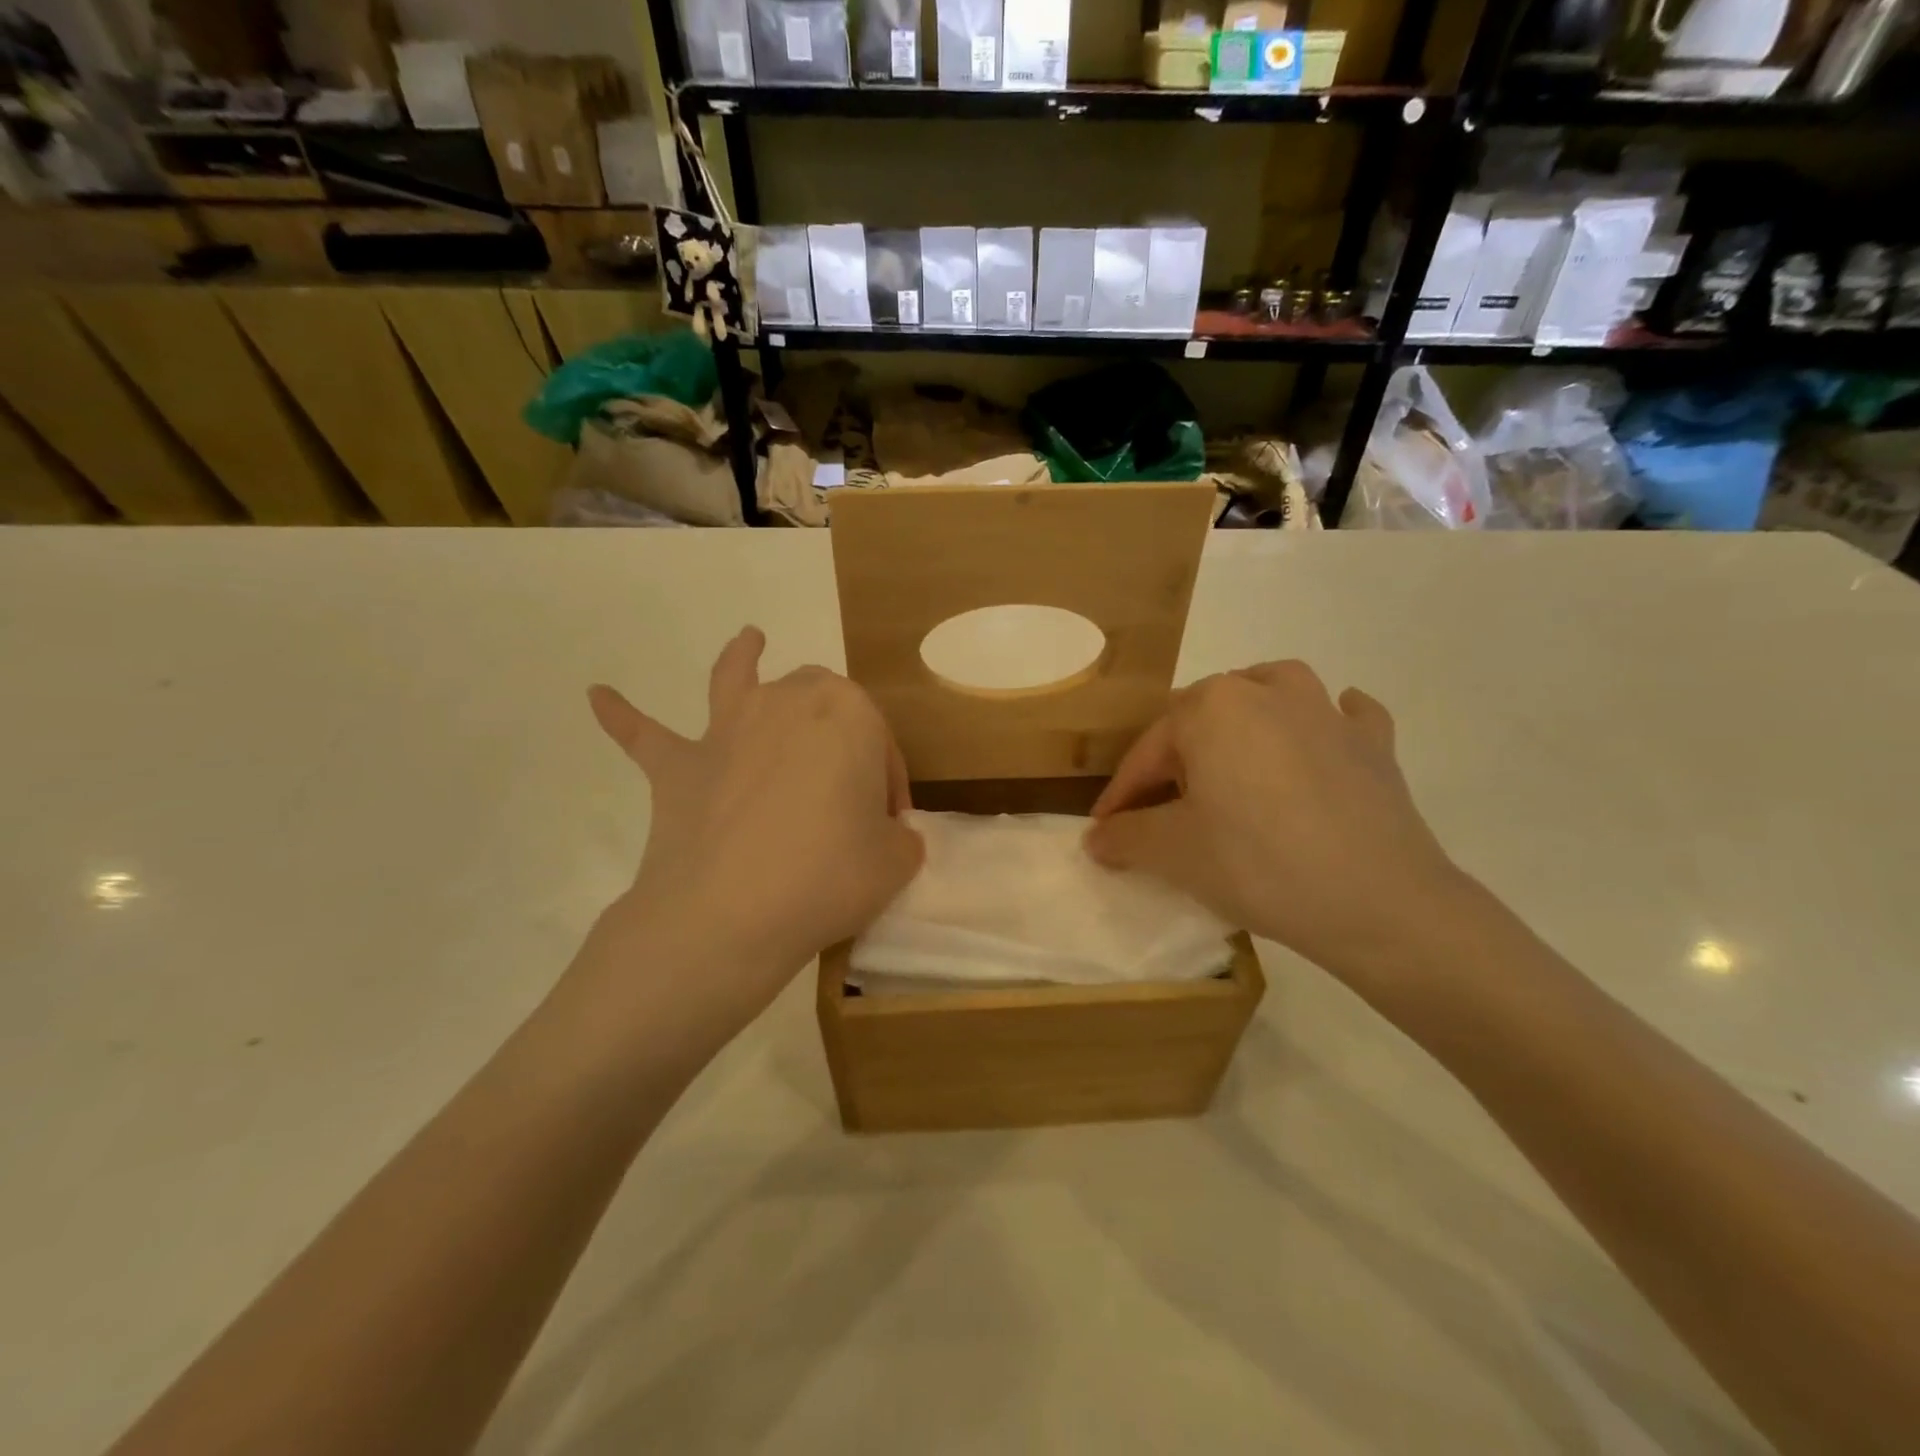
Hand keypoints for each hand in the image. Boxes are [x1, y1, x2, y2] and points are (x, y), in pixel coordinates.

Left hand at [584, 627, 922, 1039]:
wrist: (729, 914)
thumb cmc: (827, 877)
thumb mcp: (895, 862)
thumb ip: (900, 839)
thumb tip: (886, 836)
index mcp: (849, 715)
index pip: (879, 744)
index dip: (888, 785)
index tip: (888, 828)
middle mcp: (786, 703)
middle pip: (820, 700)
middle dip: (838, 734)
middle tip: (844, 796)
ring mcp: (726, 731)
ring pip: (738, 680)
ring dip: (743, 658)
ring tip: (748, 639)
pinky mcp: (678, 766)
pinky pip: (645, 735)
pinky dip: (623, 716)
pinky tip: (597, 696)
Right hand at [1084, 661, 1468, 984]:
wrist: (1379, 903)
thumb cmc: (1257, 864)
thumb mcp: (1173, 853)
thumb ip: (1124, 837)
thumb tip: (1096, 838)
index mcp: (1213, 707)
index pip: (1149, 752)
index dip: (1122, 794)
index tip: (1106, 831)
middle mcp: (1268, 690)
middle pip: (1203, 718)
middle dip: (1177, 758)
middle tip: (1165, 806)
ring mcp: (1328, 713)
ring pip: (1272, 693)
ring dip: (1247, 716)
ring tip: (1234, 753)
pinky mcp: (1374, 744)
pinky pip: (1345, 717)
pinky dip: (1328, 723)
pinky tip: (1323, 739)